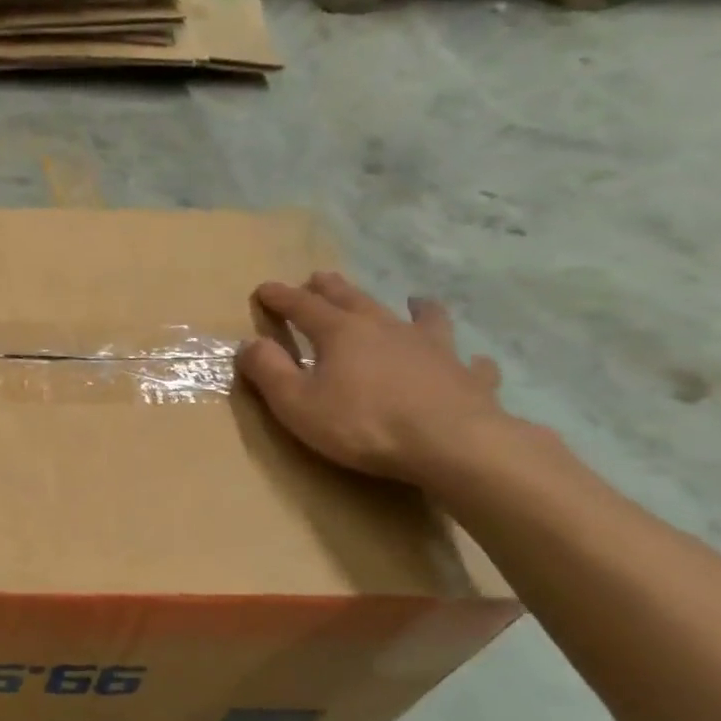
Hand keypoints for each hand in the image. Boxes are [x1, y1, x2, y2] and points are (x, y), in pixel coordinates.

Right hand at [237, 272, 509, 486]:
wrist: (452, 444)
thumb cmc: (363, 424)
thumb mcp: (296, 403)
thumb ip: (269, 371)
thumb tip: (249, 343)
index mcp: (341, 333)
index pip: (303, 307)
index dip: (281, 297)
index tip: (264, 288)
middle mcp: (386, 329)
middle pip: (356, 300)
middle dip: (332, 289)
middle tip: (320, 277)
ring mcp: (433, 349)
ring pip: (423, 318)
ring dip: (415, 308)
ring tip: (415, 300)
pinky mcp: (466, 376)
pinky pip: (468, 362)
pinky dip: (466, 358)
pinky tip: (471, 361)